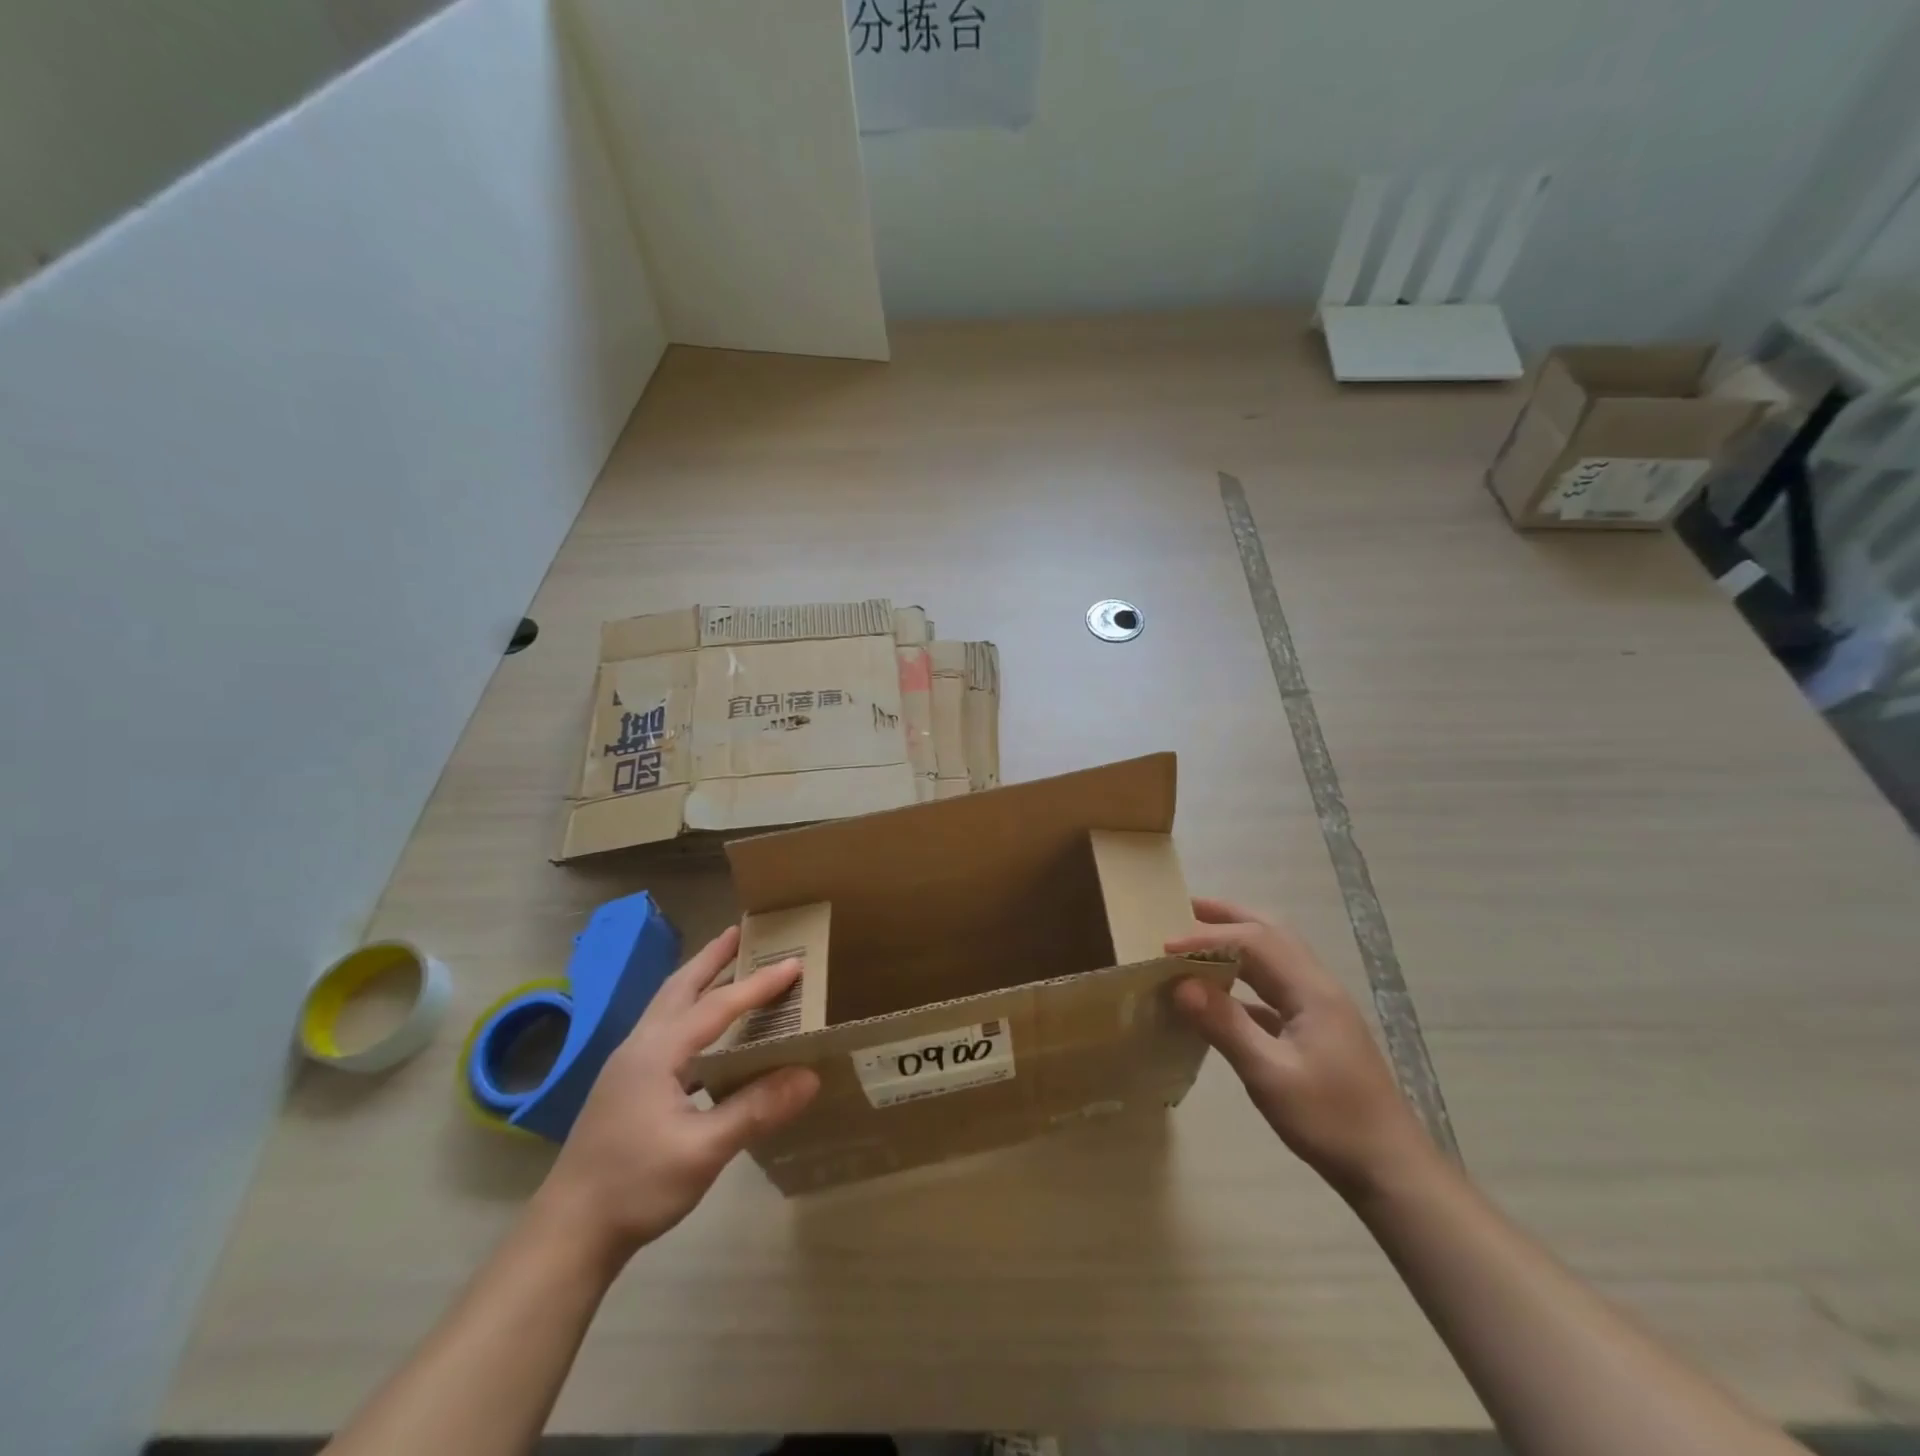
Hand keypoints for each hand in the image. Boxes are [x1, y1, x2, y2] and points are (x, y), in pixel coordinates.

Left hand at [534, 926, 819, 1261]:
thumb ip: (756, 1109)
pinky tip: (706, 1033)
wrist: (567, 1233)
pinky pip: (665, 1029)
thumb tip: (810, 1075)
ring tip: (726, 964)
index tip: (795, 963)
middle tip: (742, 931)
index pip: (717, 1005)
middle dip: (712, 957)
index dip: (758, 984)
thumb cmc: (635, 1187)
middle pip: (680, 987)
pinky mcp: (625, 1085)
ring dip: (698, 980)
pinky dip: (690, 1011)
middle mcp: (640, 1046)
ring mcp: (627, 1065)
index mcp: (657, 1052)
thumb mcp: (702, 1151)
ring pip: (667, 1005)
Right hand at [1170, 897, 1430, 1196]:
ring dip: (1238, 938)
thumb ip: (1226, 1026)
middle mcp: (1318, 986)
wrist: (1392, 1170)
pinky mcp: (1318, 1028)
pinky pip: (1275, 984)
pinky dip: (1245, 973)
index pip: (1253, 941)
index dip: (1207, 937)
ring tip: (1197, 937)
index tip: (1164, 946)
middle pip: (1271, 932)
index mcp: (1311, 991)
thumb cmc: (1331, 1122)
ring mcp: (1321, 1007)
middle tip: (1183, 909)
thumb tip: (1182, 984)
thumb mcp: (1270, 1076)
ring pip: (1276, 954)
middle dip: (1227, 915)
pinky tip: (1220, 992)